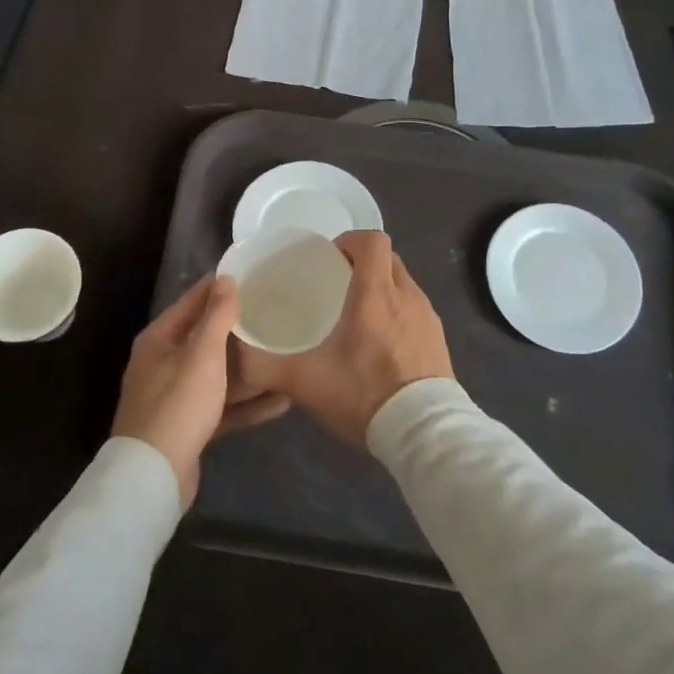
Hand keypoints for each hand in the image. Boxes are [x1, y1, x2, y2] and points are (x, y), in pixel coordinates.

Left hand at [114, 274, 289, 504]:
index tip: (251, 275)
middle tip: (274, 314)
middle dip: (238, 329)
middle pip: (205, 338)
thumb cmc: (178, 403)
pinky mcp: (189, 426)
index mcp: (159, 340)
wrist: (154, 475)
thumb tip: (225, 278)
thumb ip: (217, 316)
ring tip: (282, 356)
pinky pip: (222, 407)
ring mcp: (175, 397)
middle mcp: (163, 363)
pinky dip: (247, 404)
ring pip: (217, 375)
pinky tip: (281, 401)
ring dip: (248, 369)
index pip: (191, 302)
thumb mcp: (202, 354)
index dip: (218, 287)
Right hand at [235, 230, 453, 446]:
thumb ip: (264, 366)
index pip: (371, 240)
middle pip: (387, 258)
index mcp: (375, 294)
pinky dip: (398, 313)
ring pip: (403, 284)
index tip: (328, 259)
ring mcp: (427, 317)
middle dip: (363, 262)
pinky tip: (380, 344)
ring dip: (381, 288)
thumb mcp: (304, 382)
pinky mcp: (439, 339)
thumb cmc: (364, 395)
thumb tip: (234, 355)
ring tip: (357, 316)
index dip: (349, 241)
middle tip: (336, 285)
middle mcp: (406, 296)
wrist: (424, 433)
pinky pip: (415, 310)